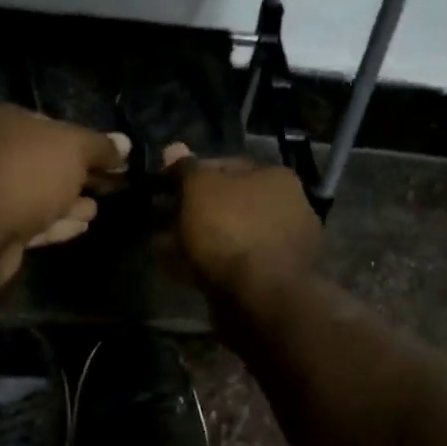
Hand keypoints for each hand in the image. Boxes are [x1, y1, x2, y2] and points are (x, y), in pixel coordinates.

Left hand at [0, 105, 129, 285]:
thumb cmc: (28, 172)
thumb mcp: (74, 148)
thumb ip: (101, 146)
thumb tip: (125, 144)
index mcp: (6, 121)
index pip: (51, 124)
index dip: (84, 141)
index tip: (111, 158)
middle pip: (46, 162)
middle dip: (78, 175)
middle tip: (110, 186)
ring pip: (40, 195)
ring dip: (69, 202)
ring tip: (97, 209)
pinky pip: (33, 222)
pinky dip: (57, 223)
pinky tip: (81, 226)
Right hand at [162, 144, 320, 295]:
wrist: (261, 297)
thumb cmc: (231, 230)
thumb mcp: (200, 188)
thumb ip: (186, 169)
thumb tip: (174, 148)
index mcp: (276, 177)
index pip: (226, 165)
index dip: (191, 174)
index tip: (164, 188)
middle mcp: (286, 208)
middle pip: (228, 203)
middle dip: (192, 211)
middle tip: (160, 219)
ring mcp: (281, 247)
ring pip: (227, 235)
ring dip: (195, 239)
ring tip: (161, 246)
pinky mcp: (271, 280)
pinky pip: (229, 264)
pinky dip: (204, 264)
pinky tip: (177, 269)